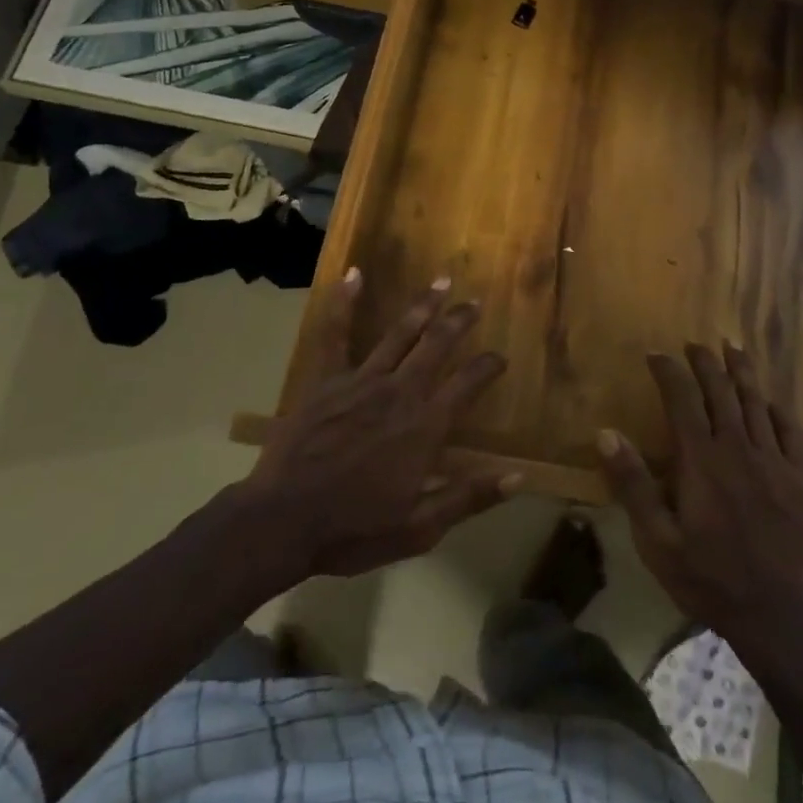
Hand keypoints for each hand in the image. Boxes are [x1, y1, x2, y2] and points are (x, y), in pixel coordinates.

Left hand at [240, 269, 518, 580]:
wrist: (283, 522)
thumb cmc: (355, 528)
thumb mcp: (420, 526)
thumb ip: (469, 497)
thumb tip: (519, 477)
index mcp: (425, 425)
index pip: (468, 383)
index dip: (488, 366)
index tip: (499, 357)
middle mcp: (400, 392)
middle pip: (437, 346)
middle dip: (459, 321)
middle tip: (475, 303)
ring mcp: (362, 381)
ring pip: (400, 333)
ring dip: (423, 305)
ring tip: (441, 282)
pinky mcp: (327, 380)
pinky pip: (336, 334)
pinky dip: (344, 303)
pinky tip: (352, 273)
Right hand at [599, 343, 802, 647]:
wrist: (780, 617)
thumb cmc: (710, 579)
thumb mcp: (657, 541)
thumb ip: (633, 485)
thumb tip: (606, 433)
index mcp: (702, 460)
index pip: (682, 399)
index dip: (668, 372)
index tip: (656, 354)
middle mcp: (739, 449)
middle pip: (721, 392)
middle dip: (705, 362)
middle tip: (695, 344)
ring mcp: (775, 462)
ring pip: (756, 403)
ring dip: (742, 372)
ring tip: (732, 348)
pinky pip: (792, 432)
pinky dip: (779, 410)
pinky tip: (771, 400)